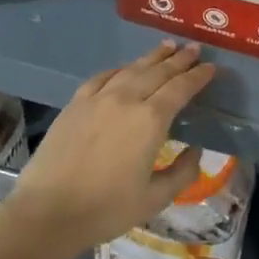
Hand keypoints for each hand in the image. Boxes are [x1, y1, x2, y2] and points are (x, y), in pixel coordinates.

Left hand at [4, 42, 215, 258]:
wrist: (48, 212)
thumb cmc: (106, 209)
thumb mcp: (154, 199)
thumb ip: (181, 173)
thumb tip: (195, 151)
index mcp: (151, 120)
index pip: (180, 89)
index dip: (198, 76)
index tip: (211, 67)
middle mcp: (126, 99)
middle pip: (158, 72)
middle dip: (179, 59)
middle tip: (194, 49)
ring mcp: (97, 98)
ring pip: (130, 69)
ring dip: (152, 57)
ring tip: (166, 47)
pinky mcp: (75, 104)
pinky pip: (101, 77)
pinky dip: (118, 69)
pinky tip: (124, 68)